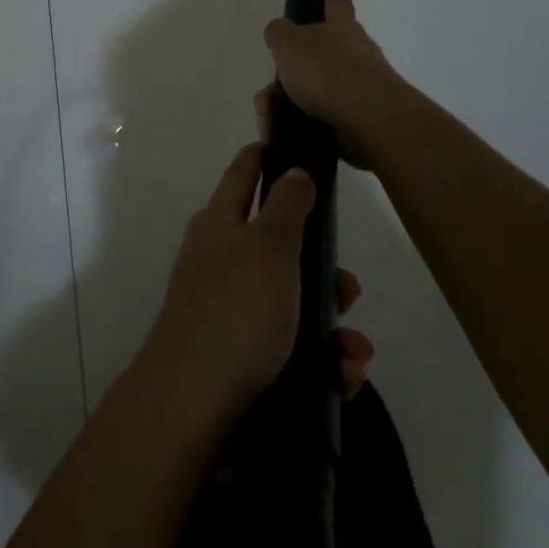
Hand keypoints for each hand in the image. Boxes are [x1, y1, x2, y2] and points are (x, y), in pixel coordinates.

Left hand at [145, 144, 374, 424]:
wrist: (196, 402)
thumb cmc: (237, 309)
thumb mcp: (269, 246)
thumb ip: (286, 205)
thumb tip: (293, 170)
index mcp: (219, 224)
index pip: (242, 174)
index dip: (264, 156)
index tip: (291, 145)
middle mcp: (220, 260)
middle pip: (279, 246)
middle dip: (323, 268)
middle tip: (348, 289)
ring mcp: (229, 309)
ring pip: (293, 301)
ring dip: (330, 324)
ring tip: (352, 351)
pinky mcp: (241, 354)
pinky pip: (290, 346)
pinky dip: (320, 359)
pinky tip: (342, 377)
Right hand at [262, 0, 408, 163]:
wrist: (367, 118)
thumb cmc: (326, 70)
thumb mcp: (288, 43)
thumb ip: (279, 33)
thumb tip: (279, 31)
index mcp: (341, 27)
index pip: (337, 2)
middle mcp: (357, 52)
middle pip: (328, 52)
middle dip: (299, 66)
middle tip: (274, 81)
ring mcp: (363, 86)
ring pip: (320, 89)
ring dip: (292, 101)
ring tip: (269, 117)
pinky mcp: (362, 118)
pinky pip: (324, 117)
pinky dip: (302, 123)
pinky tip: (285, 132)